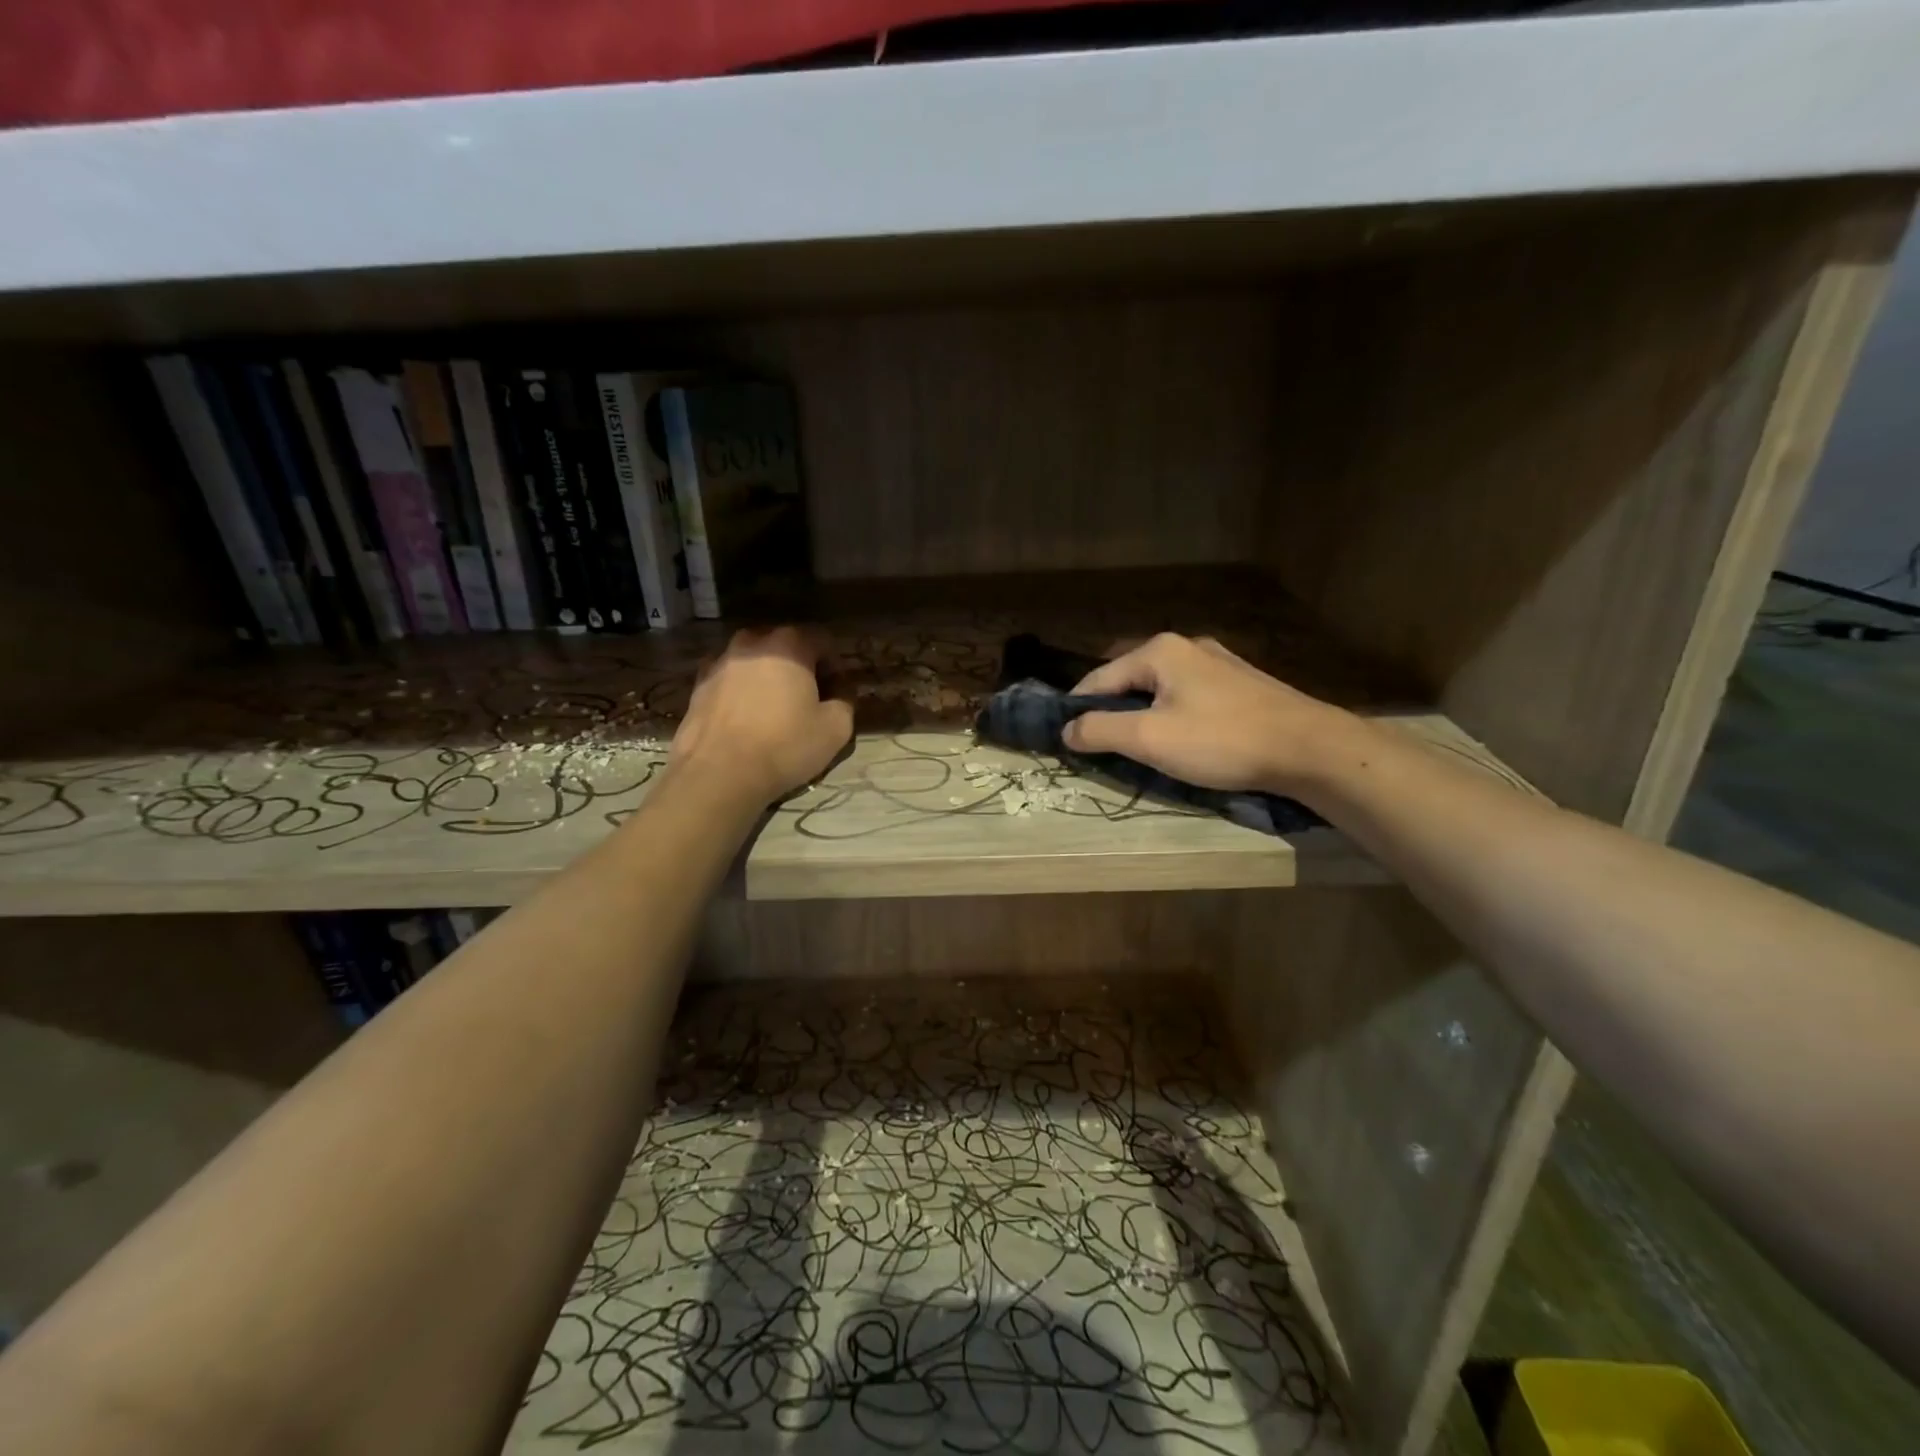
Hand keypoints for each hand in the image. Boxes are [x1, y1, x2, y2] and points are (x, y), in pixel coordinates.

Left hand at [668, 627, 853, 804]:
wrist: (717, 774)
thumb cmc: (784, 746)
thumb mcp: (836, 729)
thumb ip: (846, 700)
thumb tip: (841, 689)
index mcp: (789, 644)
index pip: (823, 639)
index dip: (834, 665)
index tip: (835, 692)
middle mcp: (751, 642)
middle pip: (785, 645)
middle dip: (799, 666)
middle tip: (807, 699)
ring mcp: (719, 662)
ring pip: (754, 660)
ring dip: (767, 676)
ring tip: (773, 710)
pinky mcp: (698, 685)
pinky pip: (730, 679)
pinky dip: (741, 691)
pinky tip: (746, 720)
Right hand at [1061, 633, 1352, 794]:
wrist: (1309, 748)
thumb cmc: (1222, 740)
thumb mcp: (1150, 739)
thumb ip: (1100, 730)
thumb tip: (1066, 730)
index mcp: (1159, 651)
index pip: (1098, 678)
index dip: (1076, 710)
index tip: (1065, 741)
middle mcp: (1185, 646)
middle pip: (1128, 680)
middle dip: (1110, 712)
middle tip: (1100, 747)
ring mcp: (1216, 662)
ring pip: (1159, 689)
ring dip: (1141, 715)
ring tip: (1136, 747)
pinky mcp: (1239, 684)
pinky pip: (1186, 696)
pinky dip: (1171, 716)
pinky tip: (1179, 740)